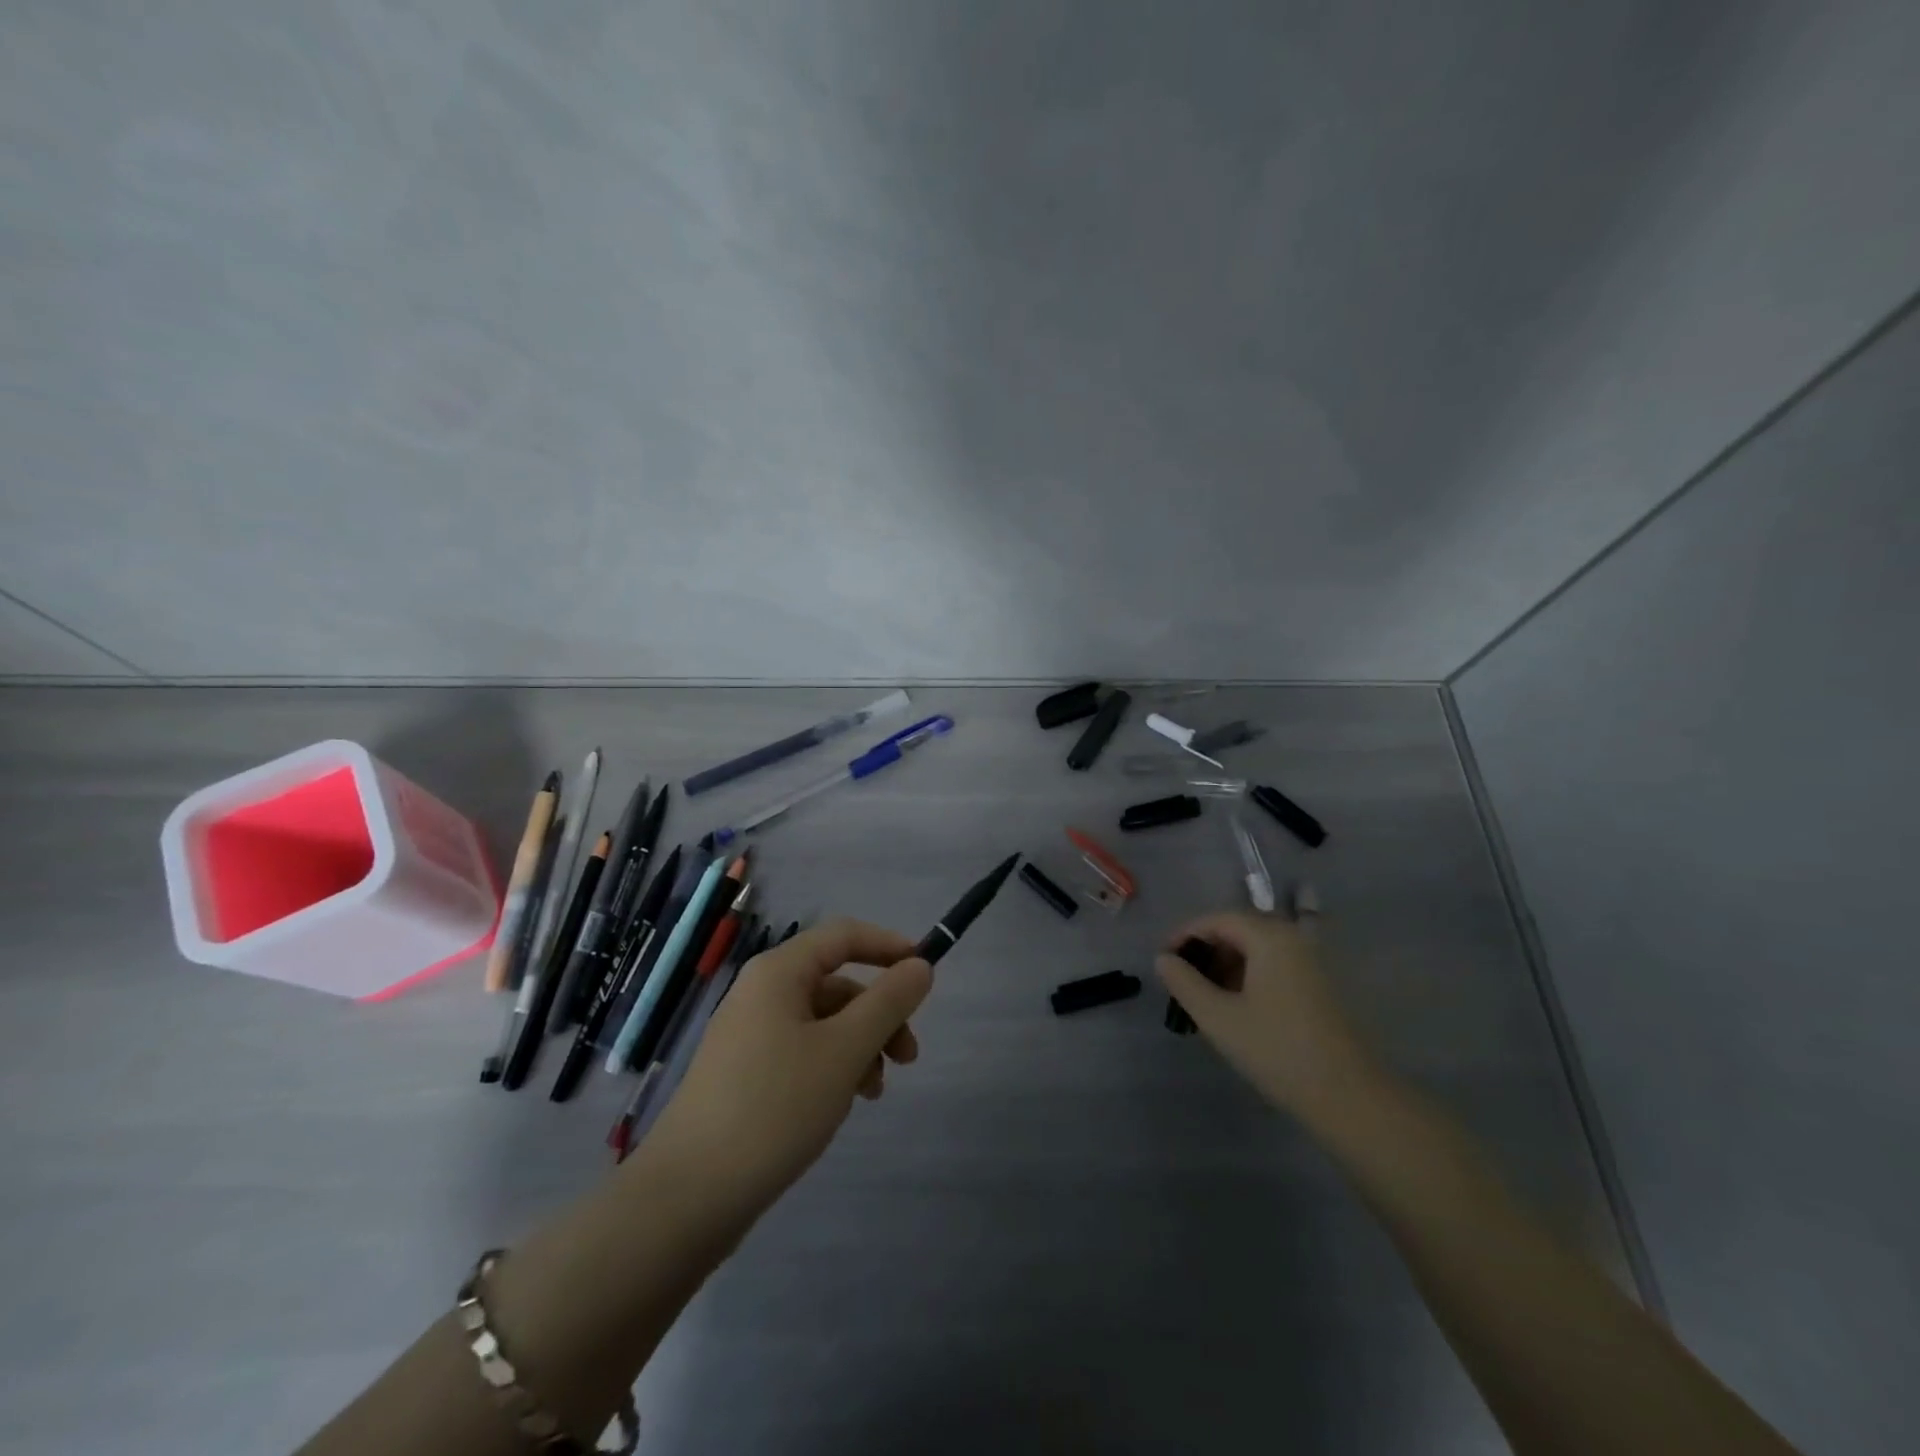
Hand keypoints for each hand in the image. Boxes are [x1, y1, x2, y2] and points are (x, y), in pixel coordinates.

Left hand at [645, 919, 932, 1222]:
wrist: (688, 1196)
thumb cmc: (775, 1107)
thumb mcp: (845, 1050)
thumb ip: (888, 1002)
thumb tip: (920, 966)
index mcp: (778, 972)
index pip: (844, 935)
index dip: (888, 946)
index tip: (925, 973)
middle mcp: (761, 993)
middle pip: (836, 983)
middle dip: (879, 1014)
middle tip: (908, 1058)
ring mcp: (748, 1035)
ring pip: (822, 1023)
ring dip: (859, 1047)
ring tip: (872, 1093)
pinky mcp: (744, 1075)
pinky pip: (801, 1052)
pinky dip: (831, 1068)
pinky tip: (839, 1106)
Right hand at [1154, 911, 1380, 1125]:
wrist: (1349, 1097)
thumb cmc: (1277, 1050)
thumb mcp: (1218, 1017)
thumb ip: (1184, 982)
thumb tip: (1163, 959)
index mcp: (1269, 937)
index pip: (1217, 919)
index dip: (1186, 936)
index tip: (1165, 962)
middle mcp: (1294, 939)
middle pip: (1239, 930)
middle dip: (1207, 951)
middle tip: (1183, 982)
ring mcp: (1312, 962)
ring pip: (1258, 949)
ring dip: (1228, 965)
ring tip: (1207, 998)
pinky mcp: (1322, 985)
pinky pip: (1276, 966)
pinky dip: (1251, 976)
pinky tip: (1239, 1007)